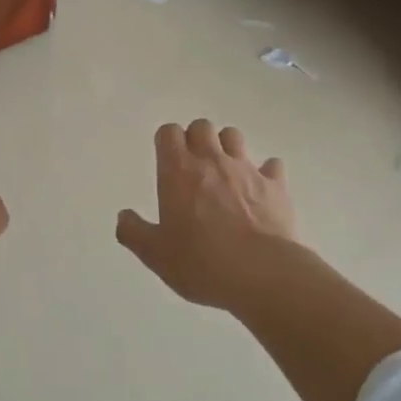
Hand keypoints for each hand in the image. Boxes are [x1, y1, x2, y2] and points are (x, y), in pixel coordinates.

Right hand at [115, 119, 297, 310]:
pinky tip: (261, 189)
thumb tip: (124, 217)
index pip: (169, 133)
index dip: (166, 142)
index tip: (166, 160)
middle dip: (196, 139)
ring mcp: (247, 170)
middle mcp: (212, 160)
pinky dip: (265, 172)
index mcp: (178, 170)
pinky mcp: (276, 186)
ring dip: (227, 148)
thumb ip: (134, 232)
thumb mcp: (155, 255)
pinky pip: (272, 165)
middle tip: (193, 166)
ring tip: (225, 172)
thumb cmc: (201, 262)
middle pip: (202, 126)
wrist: (262, 274)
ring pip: (234, 137)